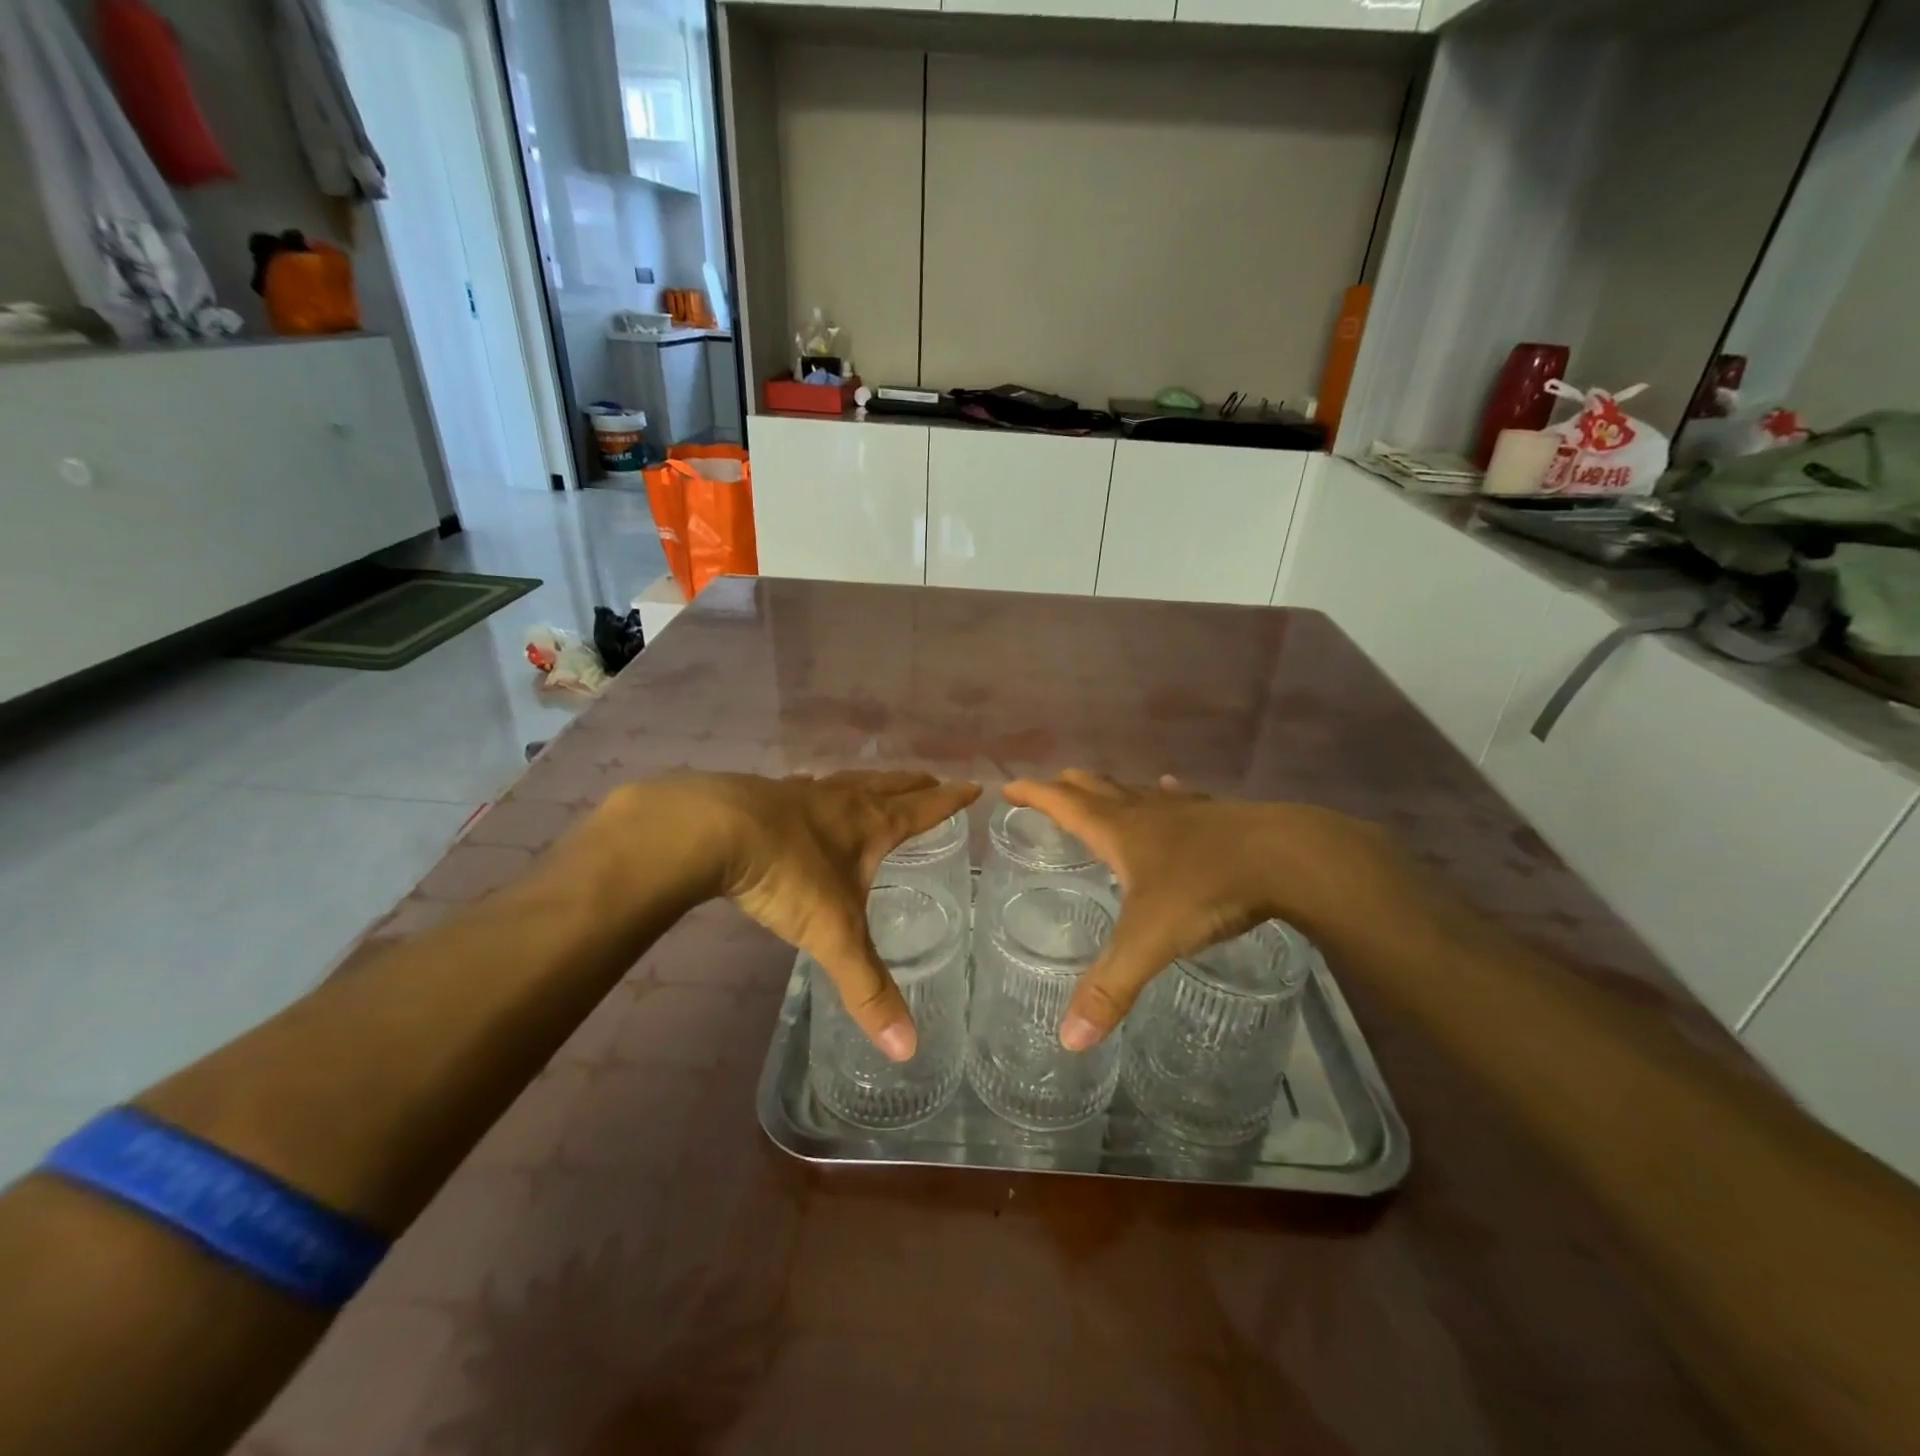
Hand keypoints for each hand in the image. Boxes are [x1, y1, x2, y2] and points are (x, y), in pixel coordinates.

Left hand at [646, 770, 978, 1060]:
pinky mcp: (764, 795)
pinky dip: (819, 788)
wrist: (711, 831)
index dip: (951, 800)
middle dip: (915, 785)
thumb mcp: (834, 936)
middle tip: (933, 779)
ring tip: (878, 783)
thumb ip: (868, 988)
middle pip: (889, 786)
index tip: (974, 785)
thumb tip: (907, 1048)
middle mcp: (842, 800)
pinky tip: (807, 792)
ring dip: (871, 782)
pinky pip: (804, 788)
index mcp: (870, 825)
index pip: (923, 809)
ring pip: (848, 781)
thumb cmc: (787, 875)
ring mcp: (802, 794)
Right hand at [1001, 771, 1404, 1049]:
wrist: (1287, 858)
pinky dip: (1166, 794)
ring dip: (1113, 789)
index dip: (1034, 794)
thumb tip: (1069, 1040)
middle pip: (1097, 789)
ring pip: (1137, 792)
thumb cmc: (1207, 890)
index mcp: (1119, 832)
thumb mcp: (1149, 942)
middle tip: (1051, 784)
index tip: (1009, 787)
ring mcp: (1185, 811)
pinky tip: (1171, 788)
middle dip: (1069, 787)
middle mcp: (1146, 813)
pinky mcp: (1219, 816)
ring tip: (1100, 787)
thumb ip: (1110, 988)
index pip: (1063, 804)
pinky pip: (1182, 799)